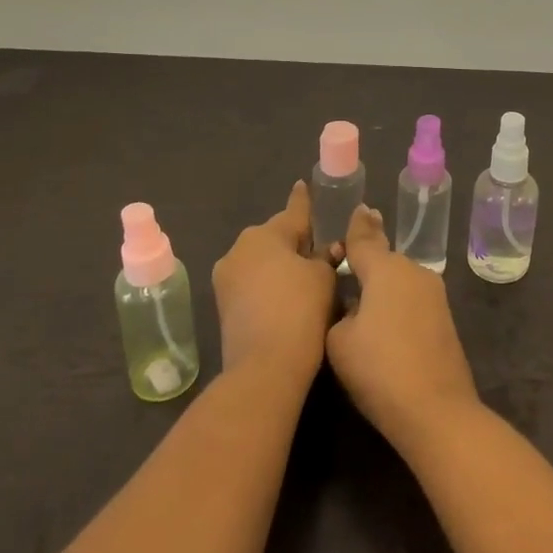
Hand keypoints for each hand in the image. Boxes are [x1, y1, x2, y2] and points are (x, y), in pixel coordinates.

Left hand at [213, 182, 336, 386]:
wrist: (264, 367)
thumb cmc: (300, 310)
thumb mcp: (324, 277)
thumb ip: (327, 257)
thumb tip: (329, 250)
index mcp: (265, 234)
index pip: (293, 211)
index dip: (303, 200)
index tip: (303, 185)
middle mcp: (239, 248)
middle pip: (275, 236)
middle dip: (295, 239)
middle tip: (320, 247)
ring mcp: (226, 278)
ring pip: (261, 260)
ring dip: (281, 263)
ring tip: (306, 274)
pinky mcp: (223, 305)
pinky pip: (252, 281)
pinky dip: (269, 283)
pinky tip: (288, 294)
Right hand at [326, 204, 481, 451]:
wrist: (436, 410)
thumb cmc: (379, 370)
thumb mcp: (339, 340)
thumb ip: (339, 311)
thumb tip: (354, 304)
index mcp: (387, 269)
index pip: (364, 239)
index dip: (356, 226)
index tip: (357, 208)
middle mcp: (415, 272)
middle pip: (384, 259)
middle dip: (366, 261)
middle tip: (345, 266)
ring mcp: (434, 295)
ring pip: (399, 280)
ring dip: (382, 285)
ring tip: (360, 298)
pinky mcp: (444, 319)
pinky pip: (411, 299)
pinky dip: (395, 303)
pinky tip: (383, 322)